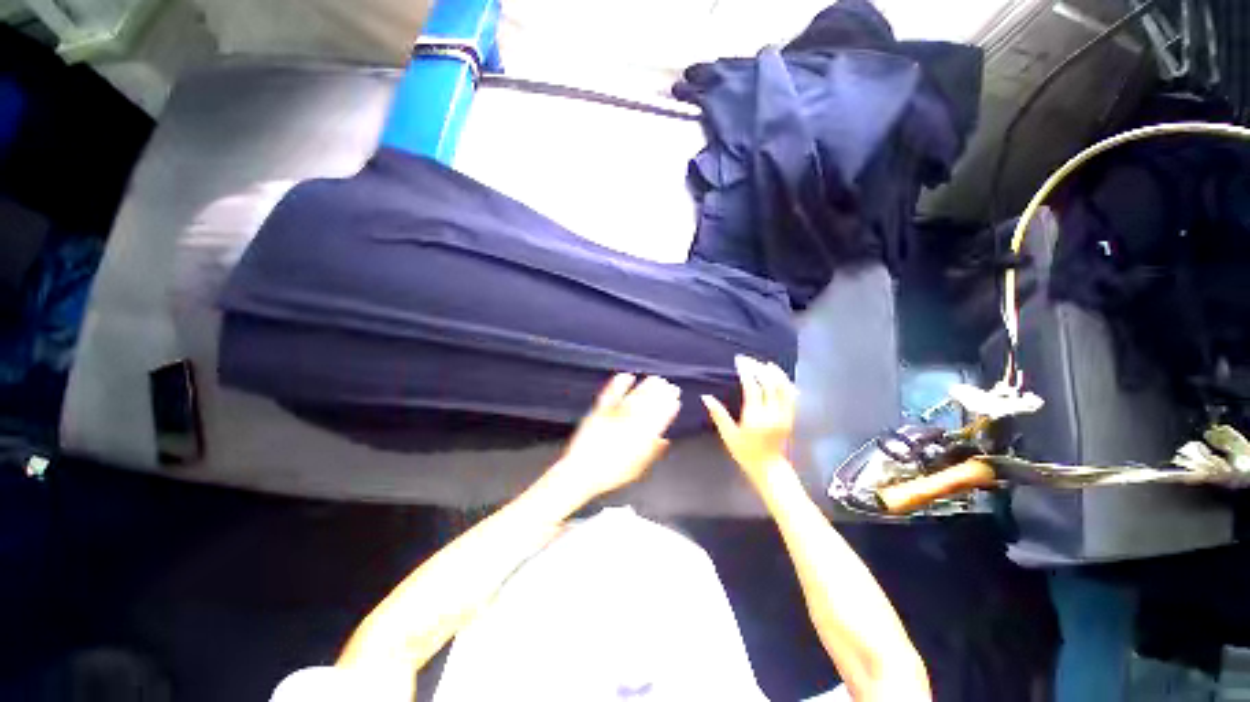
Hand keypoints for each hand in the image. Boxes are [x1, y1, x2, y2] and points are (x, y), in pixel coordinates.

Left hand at [551, 374, 680, 501]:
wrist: (581, 472)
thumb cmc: (610, 474)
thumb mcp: (636, 469)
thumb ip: (651, 452)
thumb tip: (663, 441)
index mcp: (640, 438)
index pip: (659, 418)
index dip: (669, 408)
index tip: (676, 400)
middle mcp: (629, 424)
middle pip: (649, 404)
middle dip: (662, 393)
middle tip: (670, 385)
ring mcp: (613, 416)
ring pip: (635, 397)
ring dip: (647, 387)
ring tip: (655, 379)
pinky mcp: (599, 411)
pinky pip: (610, 394)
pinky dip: (619, 383)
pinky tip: (627, 375)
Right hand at [702, 356, 796, 485]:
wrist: (768, 467)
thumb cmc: (744, 451)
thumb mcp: (728, 435)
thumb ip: (718, 415)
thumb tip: (706, 397)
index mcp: (755, 417)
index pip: (753, 388)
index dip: (746, 372)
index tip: (740, 361)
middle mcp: (772, 414)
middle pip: (769, 384)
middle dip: (759, 368)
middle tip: (750, 360)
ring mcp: (784, 415)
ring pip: (784, 387)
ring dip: (775, 373)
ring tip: (766, 364)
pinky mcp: (791, 417)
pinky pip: (791, 396)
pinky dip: (786, 383)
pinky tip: (780, 377)